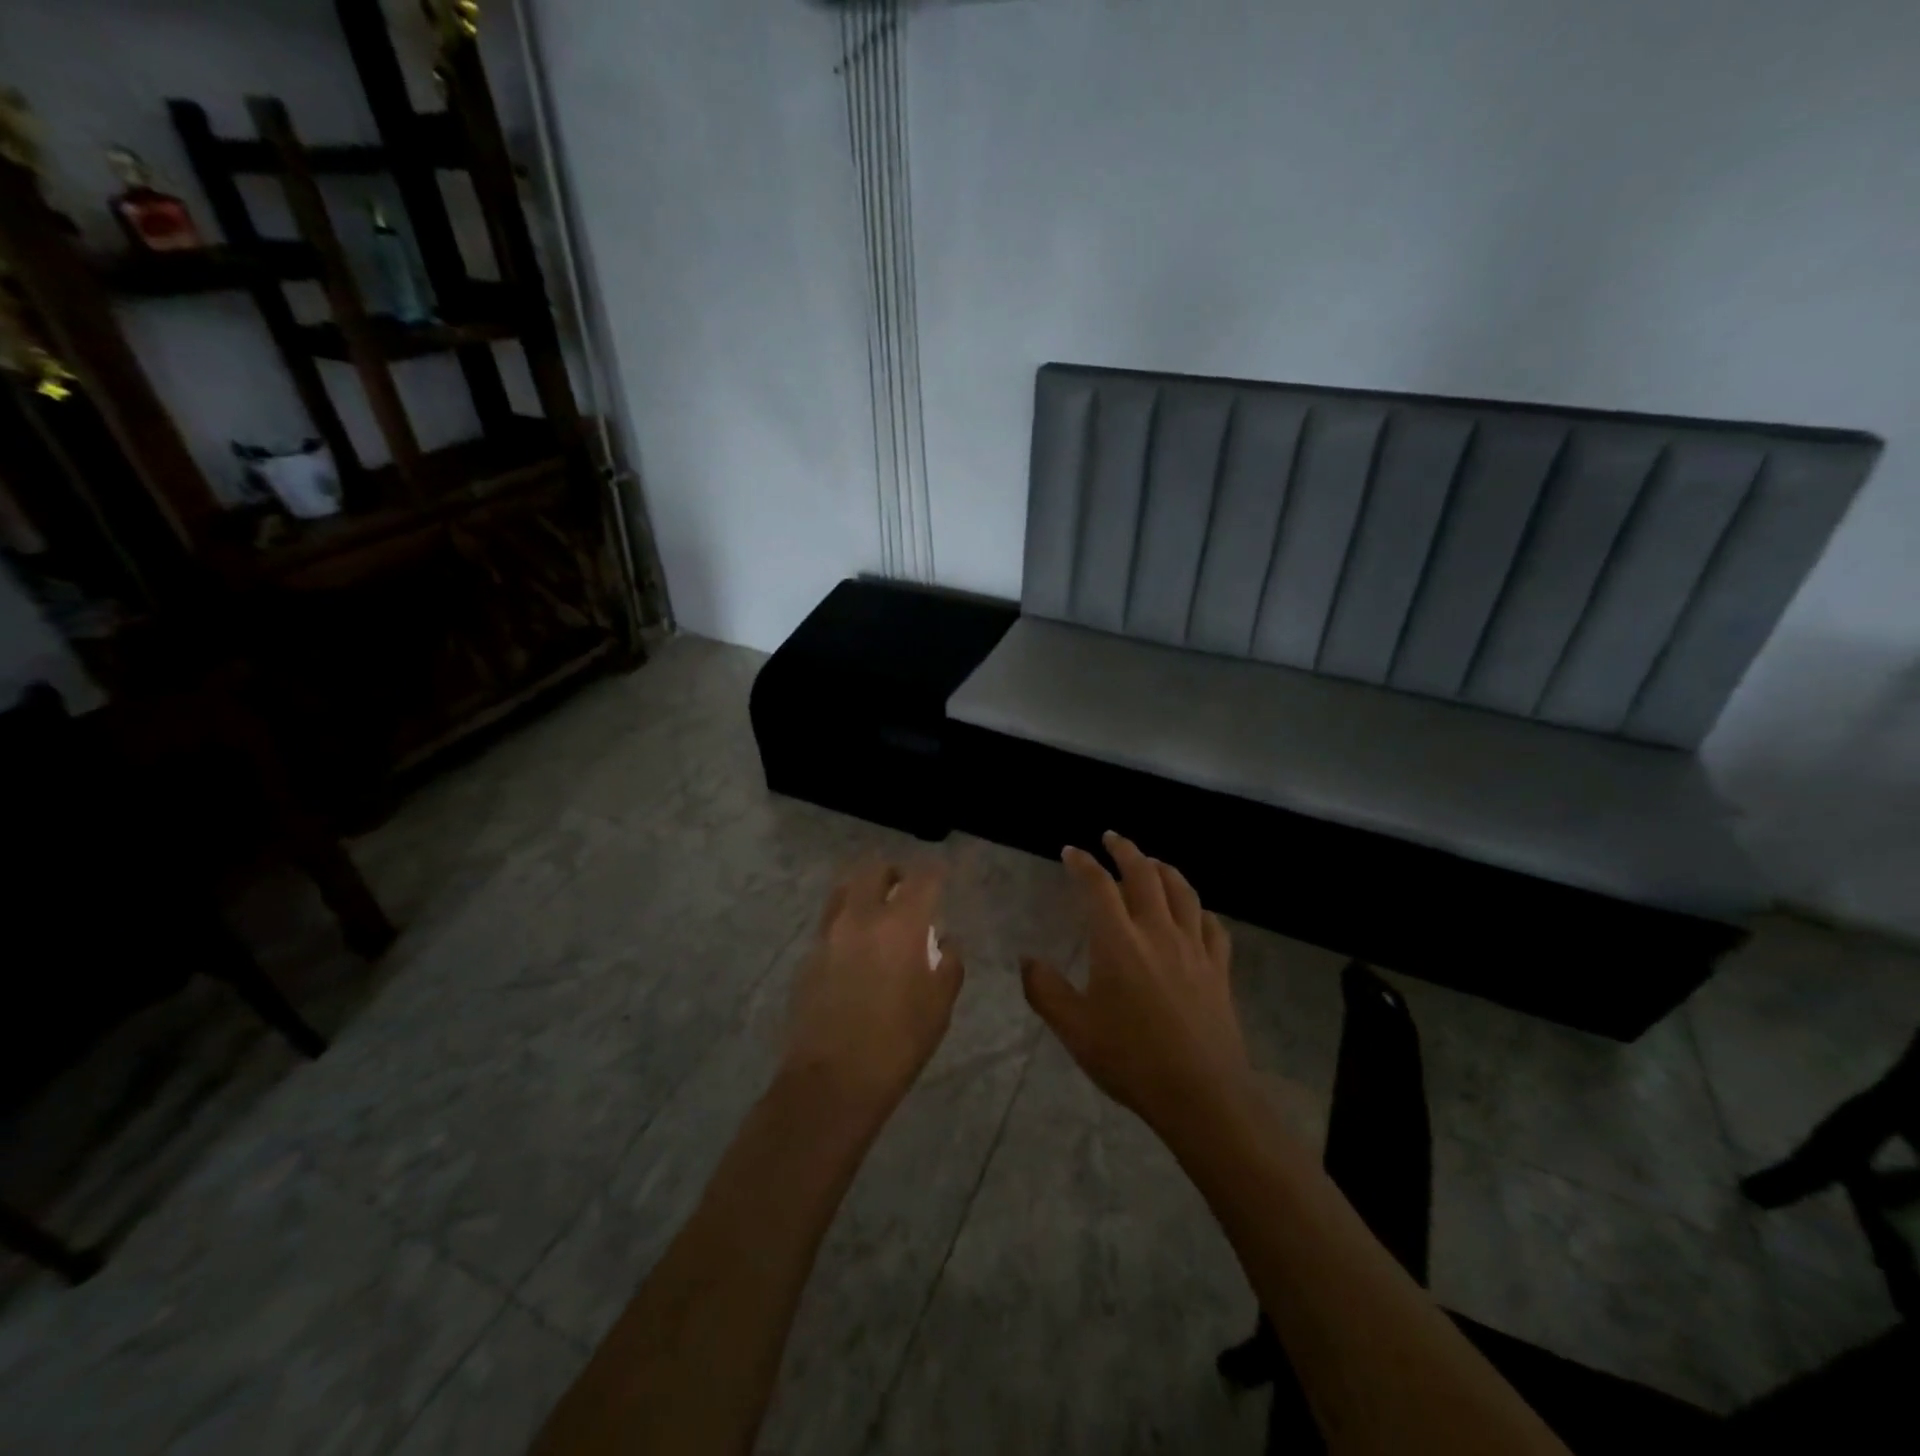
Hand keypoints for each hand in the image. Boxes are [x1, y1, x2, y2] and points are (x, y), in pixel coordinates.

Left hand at [781, 859, 964, 1129]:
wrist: (832, 1080)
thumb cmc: (898, 1043)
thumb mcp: (940, 1005)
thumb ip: (948, 963)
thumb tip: (944, 942)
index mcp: (900, 924)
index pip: (922, 878)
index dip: (935, 873)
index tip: (942, 880)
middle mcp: (861, 917)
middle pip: (874, 870)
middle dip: (894, 874)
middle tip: (906, 892)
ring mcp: (828, 934)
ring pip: (844, 890)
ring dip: (864, 891)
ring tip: (877, 913)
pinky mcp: (808, 955)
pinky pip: (829, 922)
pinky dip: (846, 921)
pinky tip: (855, 948)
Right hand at [1021, 832, 1248, 1134]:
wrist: (1201, 1094)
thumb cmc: (1130, 1059)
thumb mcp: (1074, 1029)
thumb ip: (1045, 990)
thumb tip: (1025, 959)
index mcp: (1118, 941)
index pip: (1098, 886)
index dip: (1082, 863)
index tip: (1071, 851)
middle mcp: (1157, 931)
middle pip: (1144, 874)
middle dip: (1125, 849)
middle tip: (1111, 837)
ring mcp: (1193, 948)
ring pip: (1182, 891)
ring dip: (1164, 868)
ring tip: (1152, 861)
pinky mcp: (1218, 968)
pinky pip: (1211, 925)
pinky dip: (1198, 908)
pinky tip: (1194, 912)